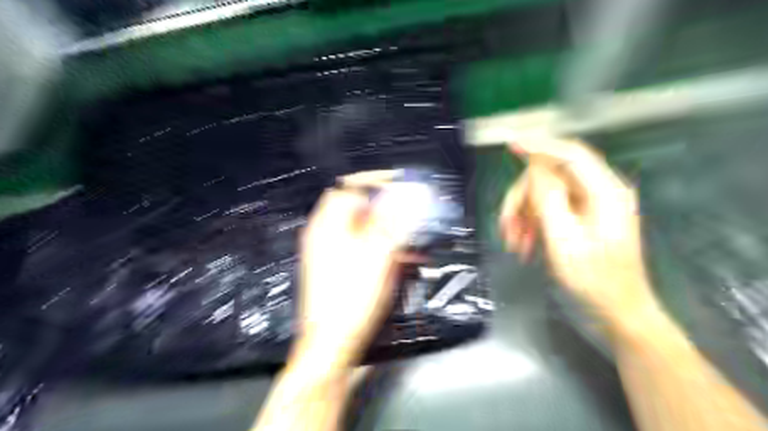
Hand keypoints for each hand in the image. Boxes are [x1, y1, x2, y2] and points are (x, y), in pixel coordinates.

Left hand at [294, 169, 429, 367]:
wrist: (332, 345)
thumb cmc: (351, 299)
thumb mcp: (376, 255)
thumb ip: (391, 221)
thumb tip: (406, 192)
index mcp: (327, 225)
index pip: (350, 187)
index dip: (376, 180)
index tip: (402, 181)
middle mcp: (326, 235)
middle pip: (358, 207)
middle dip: (389, 205)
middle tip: (413, 208)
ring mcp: (332, 252)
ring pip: (365, 228)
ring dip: (391, 228)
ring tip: (415, 235)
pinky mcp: (341, 268)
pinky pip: (365, 247)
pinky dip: (384, 246)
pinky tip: (406, 256)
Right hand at [499, 137, 659, 320]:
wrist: (617, 313)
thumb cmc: (595, 281)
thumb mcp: (565, 239)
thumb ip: (549, 199)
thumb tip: (534, 168)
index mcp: (604, 193)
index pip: (570, 155)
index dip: (540, 146)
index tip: (512, 145)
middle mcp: (599, 193)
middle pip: (550, 178)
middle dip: (522, 200)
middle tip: (506, 227)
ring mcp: (590, 208)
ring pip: (545, 196)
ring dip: (524, 216)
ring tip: (514, 243)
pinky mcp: (581, 221)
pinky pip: (549, 211)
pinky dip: (532, 225)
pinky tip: (524, 244)